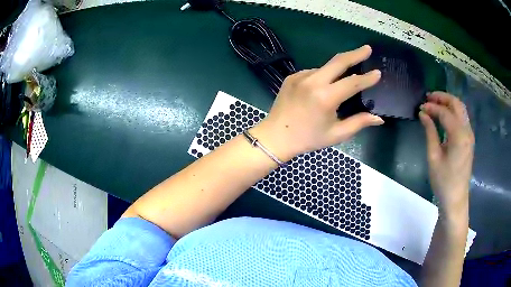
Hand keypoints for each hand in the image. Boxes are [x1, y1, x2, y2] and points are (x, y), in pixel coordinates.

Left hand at [251, 45, 384, 160]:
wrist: (276, 136)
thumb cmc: (308, 138)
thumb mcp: (336, 134)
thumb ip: (359, 123)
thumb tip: (378, 118)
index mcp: (325, 97)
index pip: (352, 82)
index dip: (367, 78)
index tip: (378, 72)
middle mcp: (313, 81)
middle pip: (338, 61)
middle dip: (355, 53)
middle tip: (367, 49)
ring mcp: (300, 76)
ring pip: (326, 67)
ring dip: (338, 69)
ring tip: (346, 76)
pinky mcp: (292, 76)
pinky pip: (313, 72)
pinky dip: (323, 76)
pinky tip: (324, 86)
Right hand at [419, 92, 473, 218]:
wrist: (455, 199)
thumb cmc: (443, 181)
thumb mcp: (434, 157)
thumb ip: (430, 132)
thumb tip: (423, 114)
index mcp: (459, 136)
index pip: (445, 113)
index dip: (432, 107)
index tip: (420, 108)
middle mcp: (467, 131)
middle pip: (456, 104)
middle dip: (442, 97)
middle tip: (428, 98)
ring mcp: (470, 135)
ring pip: (461, 109)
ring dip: (448, 103)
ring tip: (435, 104)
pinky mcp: (469, 139)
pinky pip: (462, 118)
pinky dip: (453, 111)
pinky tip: (444, 115)